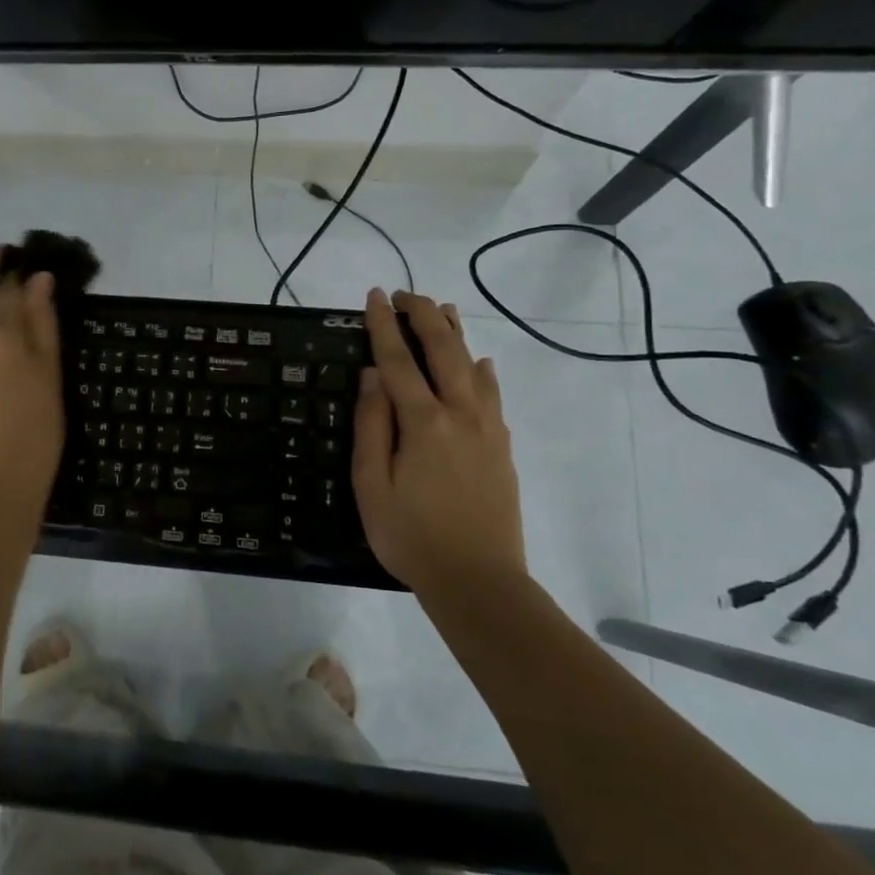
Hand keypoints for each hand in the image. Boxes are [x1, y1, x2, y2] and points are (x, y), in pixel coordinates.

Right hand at [351, 287, 527, 592]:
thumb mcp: (371, 485)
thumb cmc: (411, 536)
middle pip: (443, 349)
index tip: (375, 296)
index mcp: (422, 422)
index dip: (384, 325)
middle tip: (406, 294)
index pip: (397, 360)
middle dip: (424, 315)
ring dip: (455, 333)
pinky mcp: (502, 446)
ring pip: (472, 365)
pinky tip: (480, 362)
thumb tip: (372, 375)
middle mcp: (459, 413)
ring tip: (443, 310)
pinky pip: (492, 394)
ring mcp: (487, 428)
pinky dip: (482, 370)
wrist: (478, 580)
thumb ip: (372, 425)